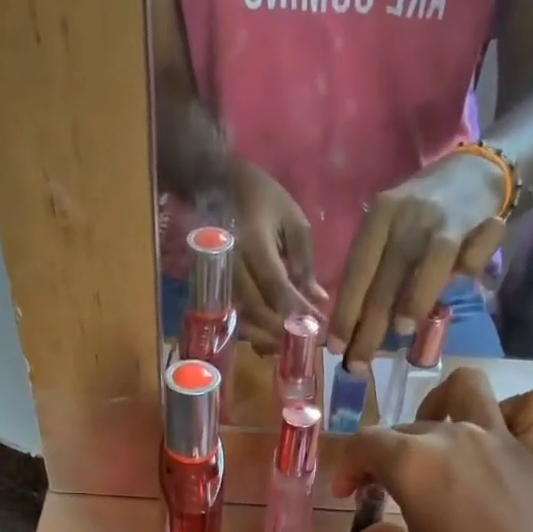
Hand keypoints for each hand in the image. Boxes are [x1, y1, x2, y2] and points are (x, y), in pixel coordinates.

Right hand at [228, 159, 328, 353]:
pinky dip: (253, 333)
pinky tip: (270, 340)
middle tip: (306, 342)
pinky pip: (234, 319)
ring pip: (242, 319)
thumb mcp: (292, 221)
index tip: (317, 325)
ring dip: (267, 338)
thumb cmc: (262, 200)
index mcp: (253, 243)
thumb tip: (318, 300)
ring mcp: (220, 280)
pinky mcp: (215, 289)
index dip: (296, 309)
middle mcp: (232, 266)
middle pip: (256, 309)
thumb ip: (304, 263)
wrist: (216, 186)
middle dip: (283, 330)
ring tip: (290, 346)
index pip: (275, 284)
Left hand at [328, 153, 509, 368]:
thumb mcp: (391, 234)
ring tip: (402, 331)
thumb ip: (377, 272)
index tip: (337, 347)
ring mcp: (438, 219)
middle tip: (360, 362)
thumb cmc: (423, 216)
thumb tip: (357, 328)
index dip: (346, 313)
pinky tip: (462, 287)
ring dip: (413, 301)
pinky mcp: (472, 223)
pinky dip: (466, 273)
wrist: (475, 169)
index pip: (356, 272)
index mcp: (377, 219)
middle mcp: (403, 216)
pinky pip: (467, 258)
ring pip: (425, 267)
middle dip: (370, 327)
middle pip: (383, 279)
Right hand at [331, 368, 532, 531]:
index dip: (348, 466)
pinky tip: (496, 438)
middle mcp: (454, 437)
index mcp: (414, 464)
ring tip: (434, 439)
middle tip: (381, 492)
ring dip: (442, 404)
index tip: (347, 495)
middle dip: (384, 455)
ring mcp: (500, 438)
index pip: (366, 444)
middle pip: (406, 427)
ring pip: (466, 389)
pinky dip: (512, 411)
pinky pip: (531, 407)